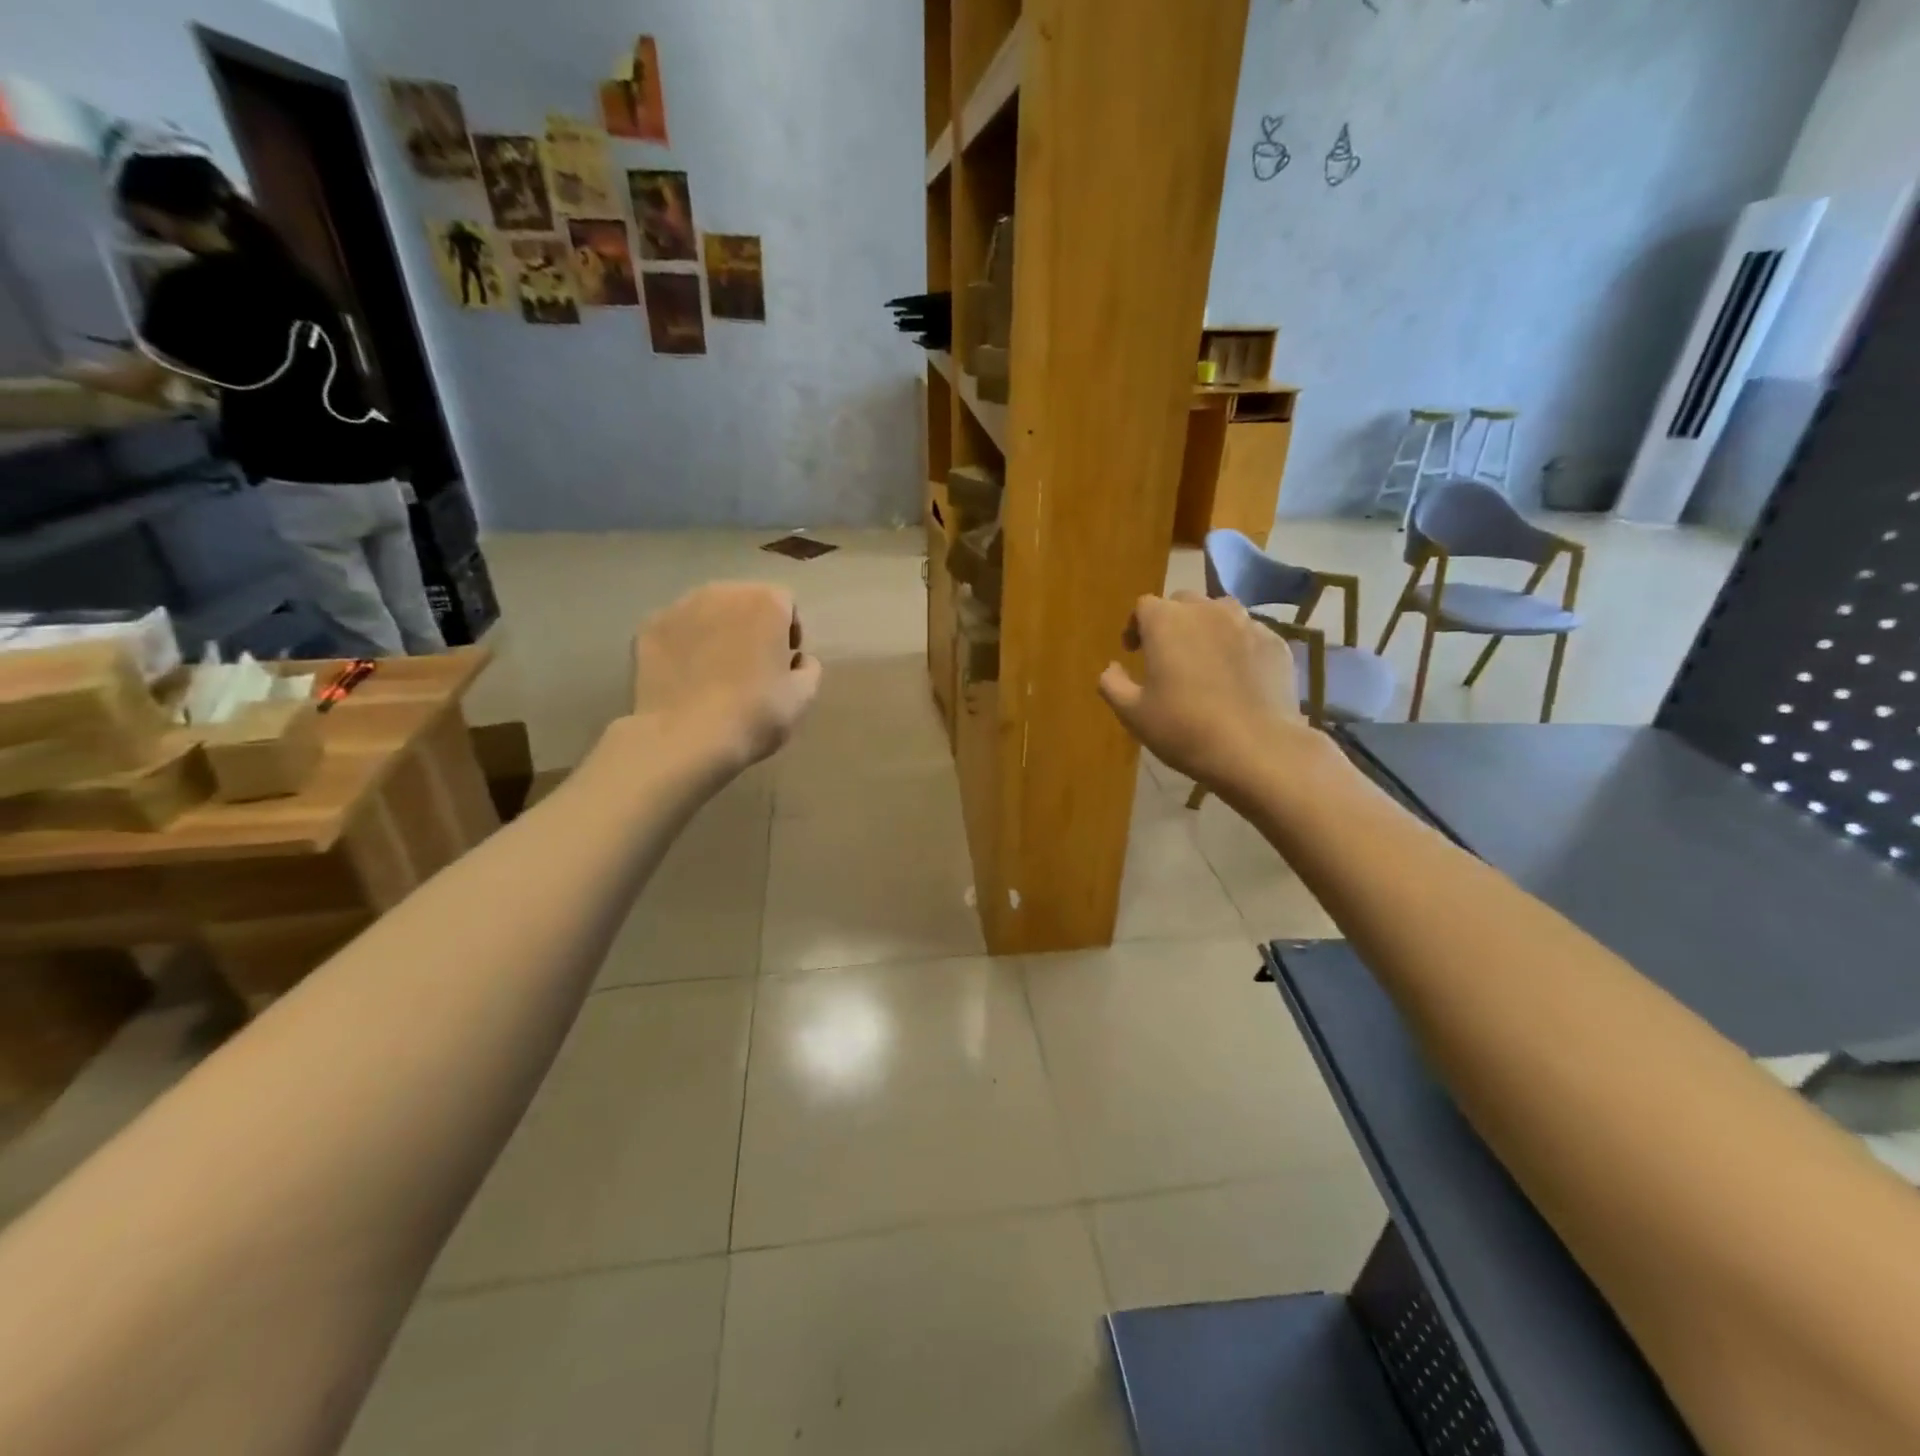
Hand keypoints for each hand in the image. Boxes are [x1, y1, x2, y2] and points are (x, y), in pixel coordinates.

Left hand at [629, 582, 822, 773]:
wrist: (685, 738)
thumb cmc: (755, 713)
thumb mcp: (803, 696)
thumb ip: (809, 668)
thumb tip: (797, 660)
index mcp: (766, 602)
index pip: (787, 605)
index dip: (789, 634)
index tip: (784, 664)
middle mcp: (722, 592)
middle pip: (745, 602)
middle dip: (751, 627)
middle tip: (751, 667)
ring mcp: (679, 607)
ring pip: (707, 613)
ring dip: (717, 633)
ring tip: (715, 672)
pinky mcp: (648, 628)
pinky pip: (676, 631)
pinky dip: (683, 646)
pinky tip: (686, 678)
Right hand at [1098, 592, 1305, 789]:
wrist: (1256, 748)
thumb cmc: (1184, 728)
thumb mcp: (1132, 713)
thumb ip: (1112, 683)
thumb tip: (1112, 667)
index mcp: (1166, 621)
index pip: (1144, 606)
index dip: (1136, 626)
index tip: (1133, 651)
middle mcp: (1207, 611)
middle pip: (1183, 602)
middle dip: (1172, 622)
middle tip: (1168, 655)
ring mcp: (1247, 623)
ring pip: (1220, 613)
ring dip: (1207, 628)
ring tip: (1205, 659)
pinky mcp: (1276, 643)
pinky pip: (1249, 634)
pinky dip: (1238, 647)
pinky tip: (1237, 677)